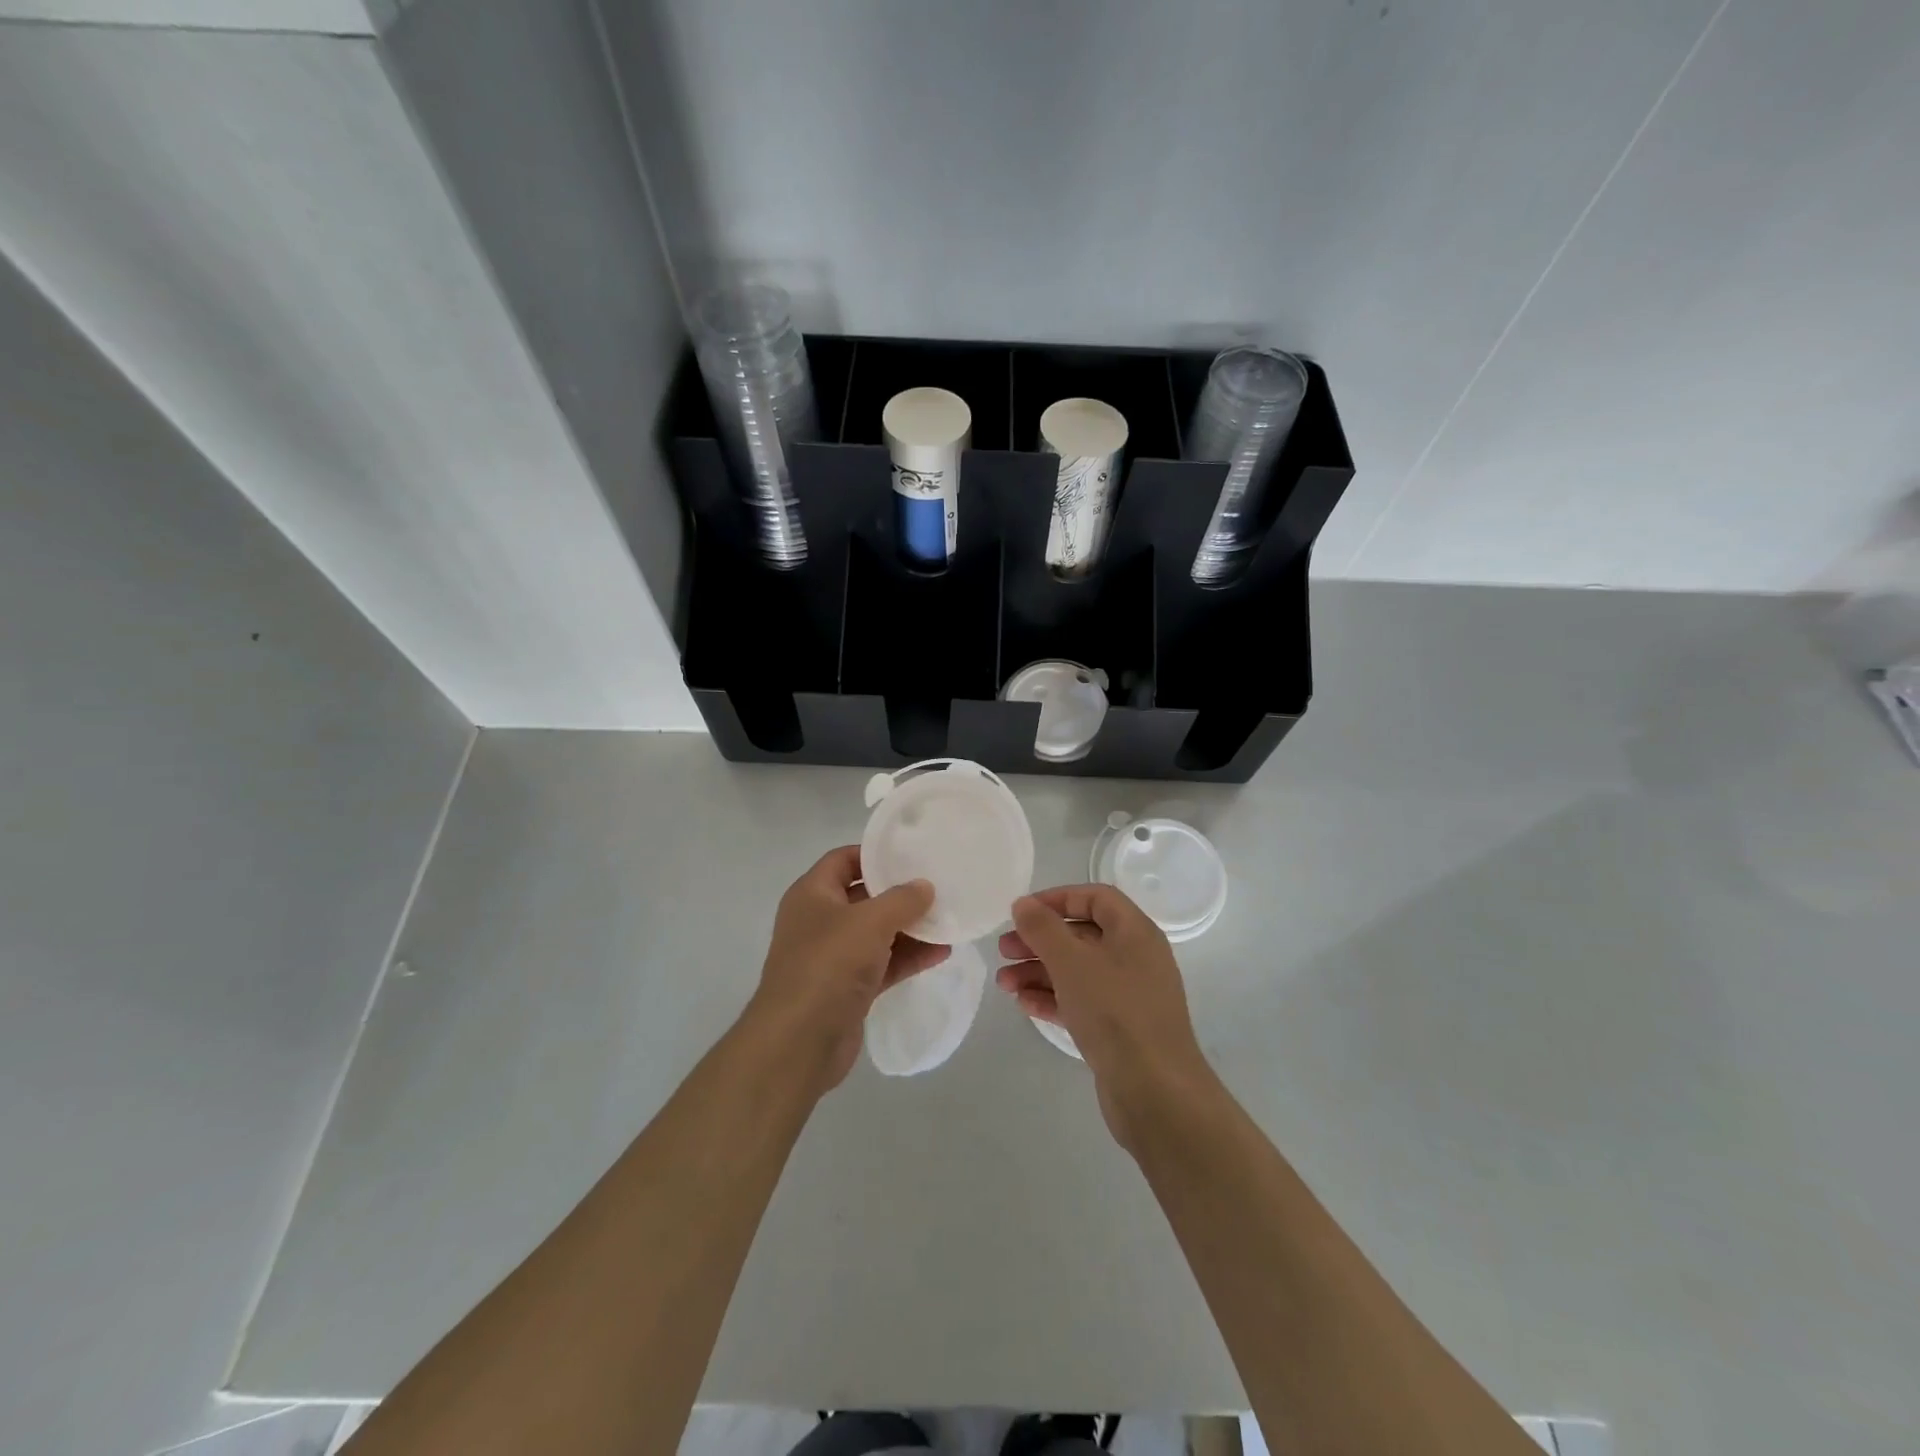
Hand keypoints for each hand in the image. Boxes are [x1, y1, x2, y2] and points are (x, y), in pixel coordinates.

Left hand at [748, 846, 947, 1090]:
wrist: (799, 1042)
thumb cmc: (828, 965)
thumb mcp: (870, 921)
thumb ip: (902, 900)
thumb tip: (925, 886)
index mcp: (812, 894)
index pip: (843, 860)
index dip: (875, 854)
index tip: (911, 853)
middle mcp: (820, 921)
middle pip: (864, 896)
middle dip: (900, 893)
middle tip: (939, 884)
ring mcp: (833, 957)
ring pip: (877, 933)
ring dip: (910, 928)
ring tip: (949, 919)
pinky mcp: (848, 989)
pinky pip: (883, 964)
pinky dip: (908, 957)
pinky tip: (941, 953)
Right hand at [997, 884, 1217, 1148]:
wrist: (1156, 1092)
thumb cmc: (1114, 1012)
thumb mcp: (1072, 962)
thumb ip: (1043, 929)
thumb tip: (1023, 904)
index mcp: (1135, 932)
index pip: (1096, 897)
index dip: (1057, 898)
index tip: (1022, 911)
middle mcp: (1135, 958)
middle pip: (1082, 935)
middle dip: (1040, 940)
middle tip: (1004, 950)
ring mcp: (1129, 995)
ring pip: (1078, 971)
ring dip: (1039, 972)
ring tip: (1004, 983)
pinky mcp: (1120, 1029)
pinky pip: (1082, 1001)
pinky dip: (1053, 998)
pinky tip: (1024, 1005)